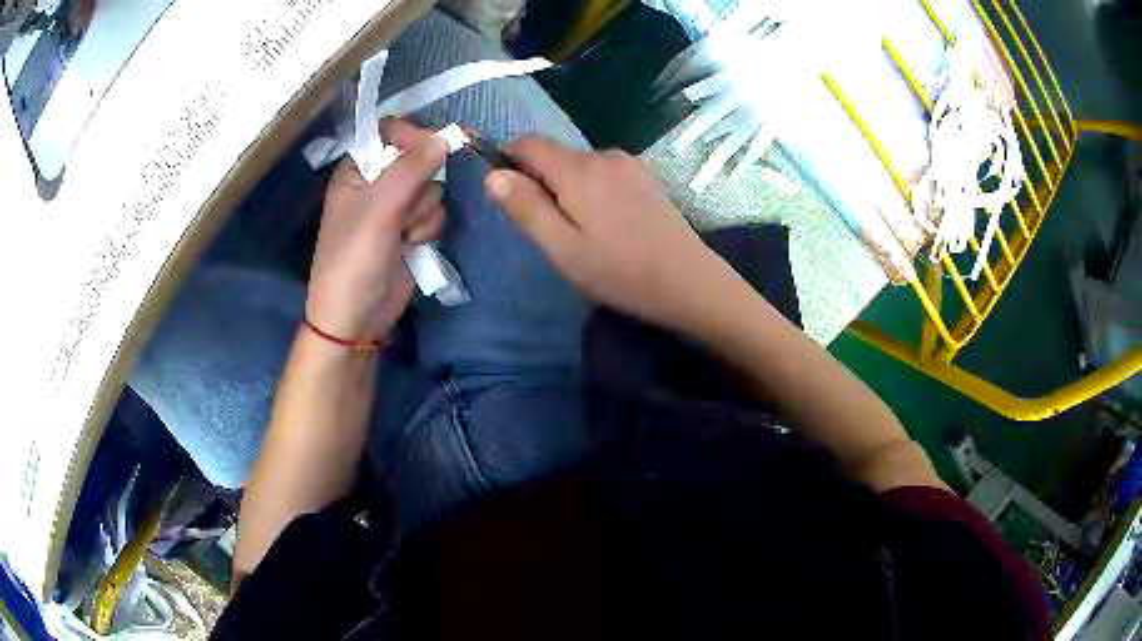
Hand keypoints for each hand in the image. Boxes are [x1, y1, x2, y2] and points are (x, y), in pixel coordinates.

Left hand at [305, 120, 448, 341]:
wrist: (356, 317)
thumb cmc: (354, 259)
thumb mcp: (378, 209)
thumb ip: (411, 169)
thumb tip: (446, 137)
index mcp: (357, 169)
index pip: (391, 132)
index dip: (413, 136)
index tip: (432, 148)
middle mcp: (377, 182)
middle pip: (419, 159)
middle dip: (419, 185)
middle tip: (403, 209)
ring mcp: (396, 207)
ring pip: (432, 188)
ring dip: (423, 212)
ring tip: (403, 235)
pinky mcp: (412, 230)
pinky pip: (435, 212)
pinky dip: (428, 229)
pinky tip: (413, 245)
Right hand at [484, 137, 745, 336]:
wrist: (689, 282)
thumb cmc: (620, 272)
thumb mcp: (563, 249)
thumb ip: (526, 208)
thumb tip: (493, 174)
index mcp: (579, 170)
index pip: (528, 143)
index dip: (509, 162)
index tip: (512, 198)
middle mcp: (604, 155)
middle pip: (555, 155)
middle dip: (542, 183)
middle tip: (554, 231)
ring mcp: (629, 164)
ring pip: (579, 166)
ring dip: (569, 189)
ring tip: (585, 233)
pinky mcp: (645, 176)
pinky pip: (603, 173)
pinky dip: (593, 191)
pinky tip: (610, 225)